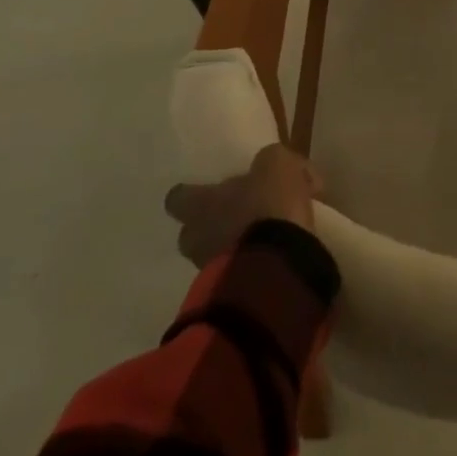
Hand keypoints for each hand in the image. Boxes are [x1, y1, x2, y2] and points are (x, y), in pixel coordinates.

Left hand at [163, 144, 320, 268]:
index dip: (193, 193)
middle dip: (216, 223)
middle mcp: (197, 238)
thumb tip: (273, 170)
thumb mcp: (276, 166)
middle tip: (245, 212)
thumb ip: (270, 161)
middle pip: (194, 230)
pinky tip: (279, 254)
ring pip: (217, 252)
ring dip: (237, 244)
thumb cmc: (266, 208)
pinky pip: (238, 272)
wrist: (277, 269)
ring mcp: (210, 271)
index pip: (178, 198)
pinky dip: (254, 264)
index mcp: (200, 205)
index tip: (210, 189)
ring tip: (269, 236)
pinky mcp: (232, 294)